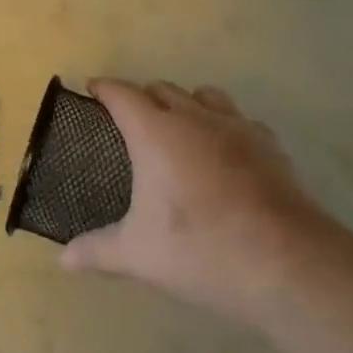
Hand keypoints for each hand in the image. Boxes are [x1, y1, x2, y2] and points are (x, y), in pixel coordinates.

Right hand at [62, 79, 336, 322]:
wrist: (288, 264)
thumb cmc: (201, 249)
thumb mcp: (140, 255)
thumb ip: (98, 251)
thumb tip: (64, 260)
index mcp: (155, 132)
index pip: (122, 94)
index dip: (104, 88)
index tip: (92, 90)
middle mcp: (194, 117)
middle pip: (162, 88)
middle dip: (142, 97)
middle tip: (131, 122)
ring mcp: (236, 128)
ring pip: (205, 95)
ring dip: (186, 103)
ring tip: (180, 129)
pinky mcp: (270, 146)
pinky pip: (241, 120)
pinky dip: (226, 127)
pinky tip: (227, 154)